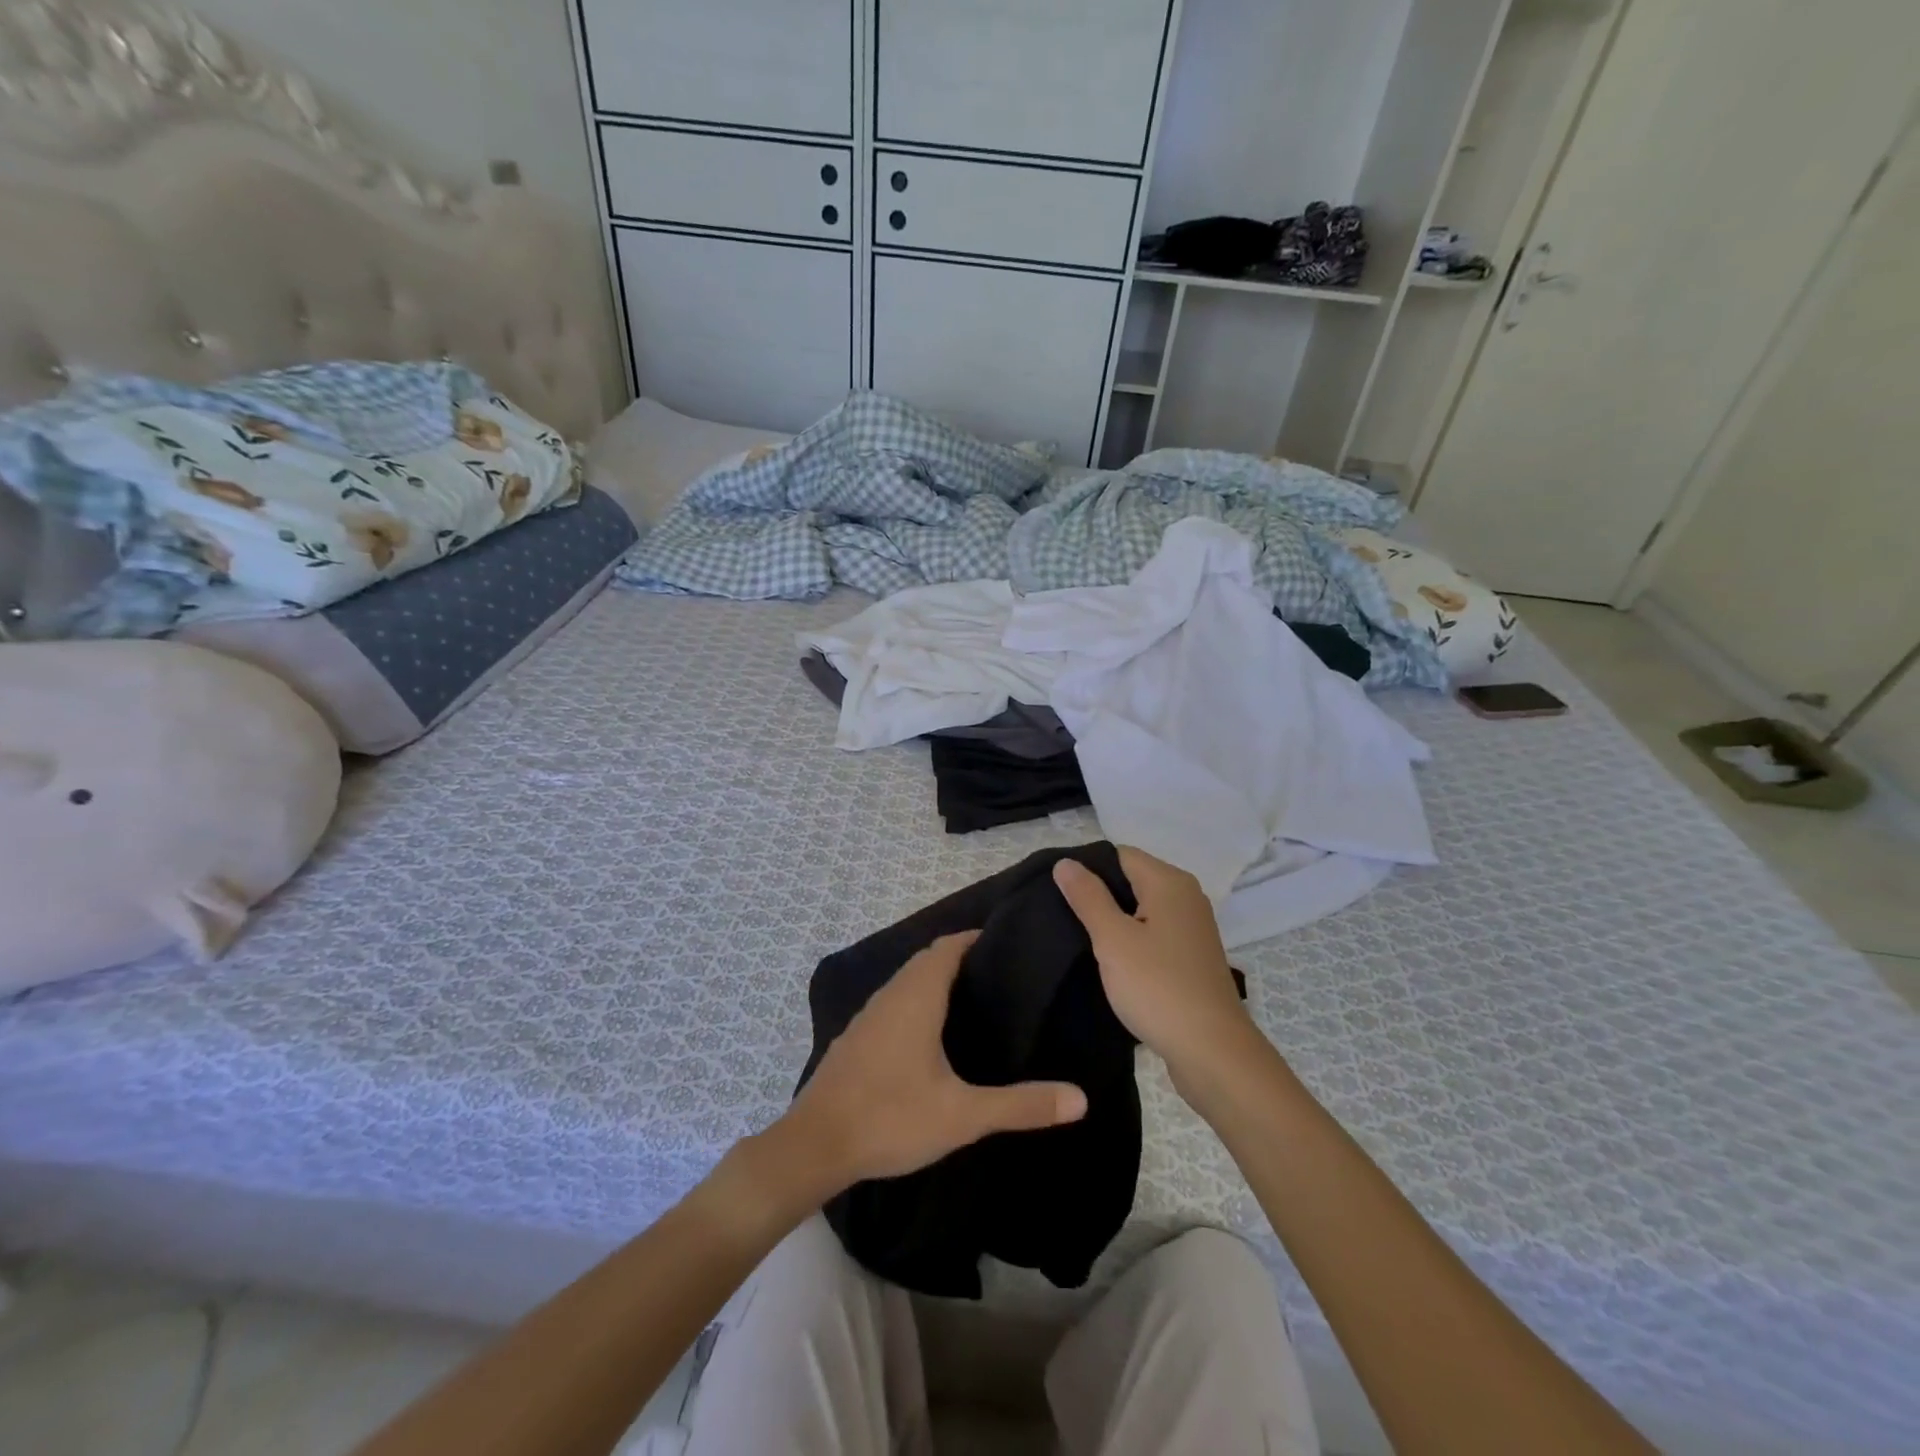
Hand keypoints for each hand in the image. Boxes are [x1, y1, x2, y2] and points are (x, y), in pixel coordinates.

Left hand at [782, 931, 1088, 1192]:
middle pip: (927, 960)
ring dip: (934, 979)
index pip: (948, 947)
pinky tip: (928, 1035)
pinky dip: (915, 1001)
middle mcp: (891, 995)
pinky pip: (892, 1002)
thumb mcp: (963, 1115)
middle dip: (959, 958)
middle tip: (998, 976)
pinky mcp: (855, 1038)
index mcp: (917, 996)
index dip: (974, 939)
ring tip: (971, 1001)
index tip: (1005, 945)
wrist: (814, 1145)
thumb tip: (1080, 1099)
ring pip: (906, 981)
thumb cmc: (891, 1117)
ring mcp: (868, 1016)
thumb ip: (1021, 1105)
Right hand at [1054, 848, 1257, 1077]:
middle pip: (1132, 879)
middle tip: (1063, 915)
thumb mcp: (1113, 939)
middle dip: (1099, 893)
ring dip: (1115, 920)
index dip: (1087, 868)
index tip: (1058, 892)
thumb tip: (1066, 863)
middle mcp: (1186, 897)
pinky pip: (1154, 932)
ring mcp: (1192, 928)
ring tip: (1081, 938)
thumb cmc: (1158, 987)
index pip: (1119, 854)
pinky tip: (1112, 961)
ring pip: (1142, 908)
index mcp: (1169, 883)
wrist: (1211, 1051)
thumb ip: (1088, 897)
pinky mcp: (1192, 956)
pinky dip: (1133, 939)